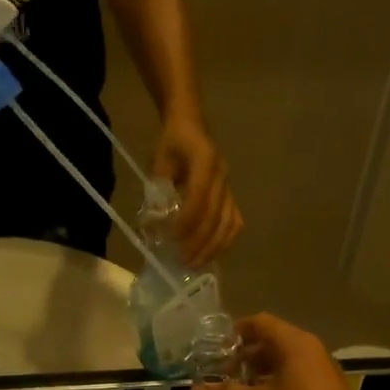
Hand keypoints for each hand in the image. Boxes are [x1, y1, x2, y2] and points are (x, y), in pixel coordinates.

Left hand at [153, 116, 241, 265]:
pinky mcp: (231, 195)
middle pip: (215, 216)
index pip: (199, 198)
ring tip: (195, 263)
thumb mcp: (159, 160)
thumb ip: (158, 190)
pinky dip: (225, 240)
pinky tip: (211, 253)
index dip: (186, 221)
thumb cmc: (172, 143)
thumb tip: (155, 223)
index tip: (170, 238)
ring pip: (229, 223)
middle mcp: (222, 176)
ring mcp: (229, 187)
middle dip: (198, 243)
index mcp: (205, 161)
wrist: (191, 125)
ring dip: (213, 247)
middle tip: (182, 262)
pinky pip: (235, 221)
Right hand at [191, 314, 377, 389]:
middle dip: (243, 359)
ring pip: (282, 367)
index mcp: (294, 345)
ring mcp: (320, 376)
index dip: (234, 333)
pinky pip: (293, 385)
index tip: (214, 351)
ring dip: (257, 378)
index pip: (259, 323)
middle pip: (270, 344)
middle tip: (220, 378)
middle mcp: (309, 353)